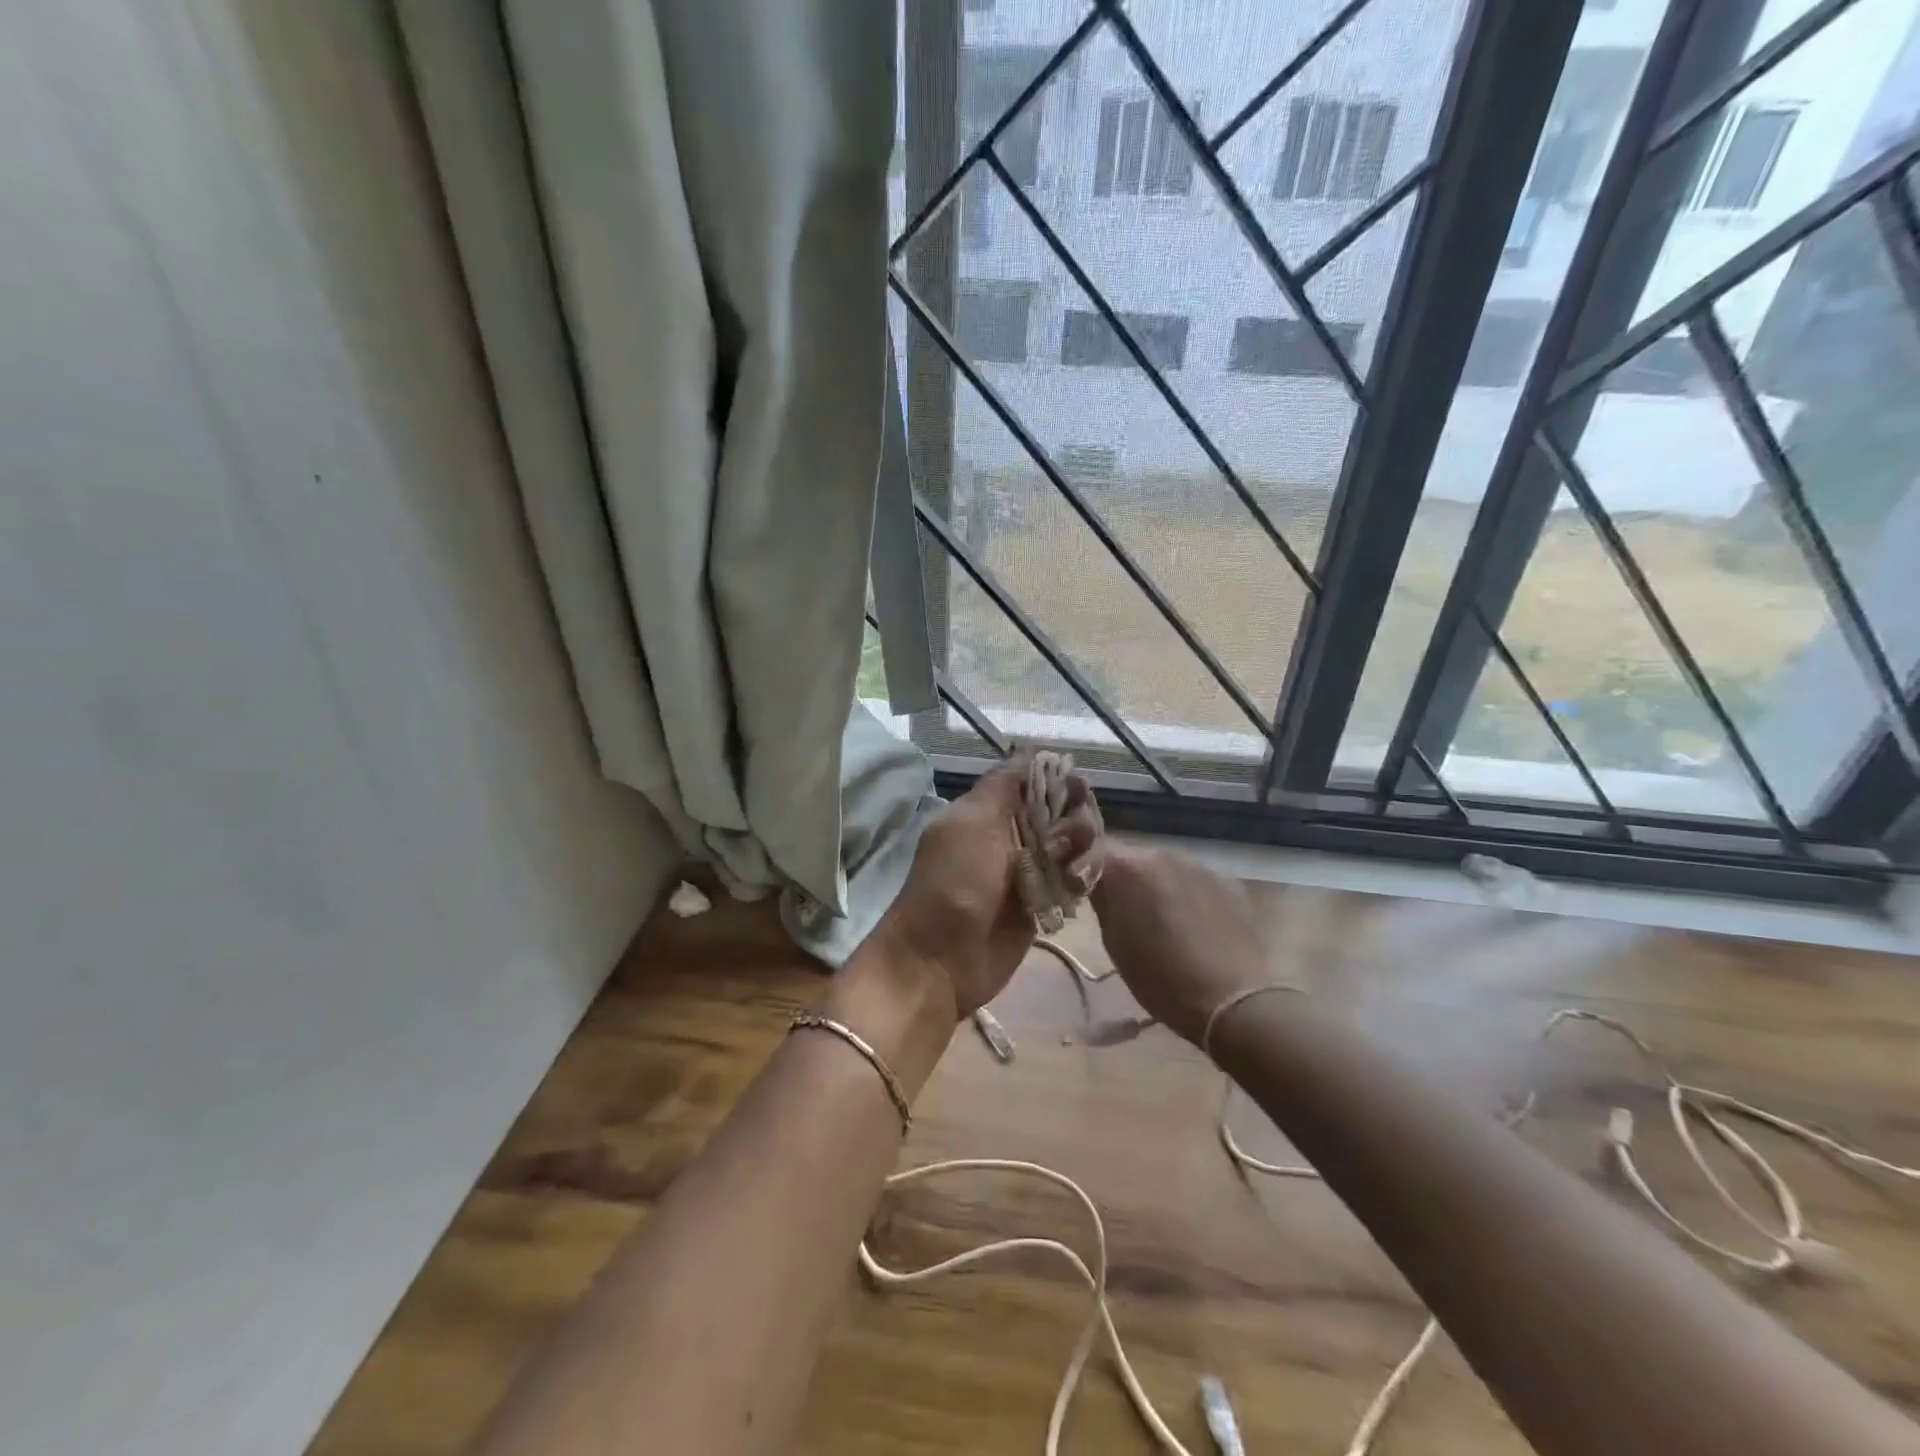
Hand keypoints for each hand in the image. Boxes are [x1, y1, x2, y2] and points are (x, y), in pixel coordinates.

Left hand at [875, 751, 1101, 1019]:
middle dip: (1077, 818)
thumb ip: (1002, 786)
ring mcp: (1029, 871)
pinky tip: (1079, 885)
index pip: (1036, 782)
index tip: (1078, 789)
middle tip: (1073, 839)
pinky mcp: (1043, 904)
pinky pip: (1073, 880)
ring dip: (1083, 850)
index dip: (1060, 781)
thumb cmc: (952, 884)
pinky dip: (1082, 878)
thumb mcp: (971, 824)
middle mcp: (1011, 835)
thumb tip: (1026, 750)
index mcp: (989, 811)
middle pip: (1061, 812)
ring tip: (1074, 871)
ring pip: (1072, 846)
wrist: (940, 961)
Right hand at [1090, 842, 1271, 1045]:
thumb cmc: (1160, 978)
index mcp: (1128, 868)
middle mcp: (1162, 854)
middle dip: (1122, 876)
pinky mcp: (1227, 882)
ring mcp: (1199, 865)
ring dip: (1155, 884)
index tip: (1078, 886)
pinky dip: (1186, 895)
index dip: (1082, 864)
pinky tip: (1193, 925)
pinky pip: (1194, 880)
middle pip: (1131, 857)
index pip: (1092, 848)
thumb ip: (1102, 901)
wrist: (1232, 1000)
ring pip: (1163, 867)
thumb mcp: (1114, 943)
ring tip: (1161, 920)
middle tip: (1121, 908)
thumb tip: (1095, 883)